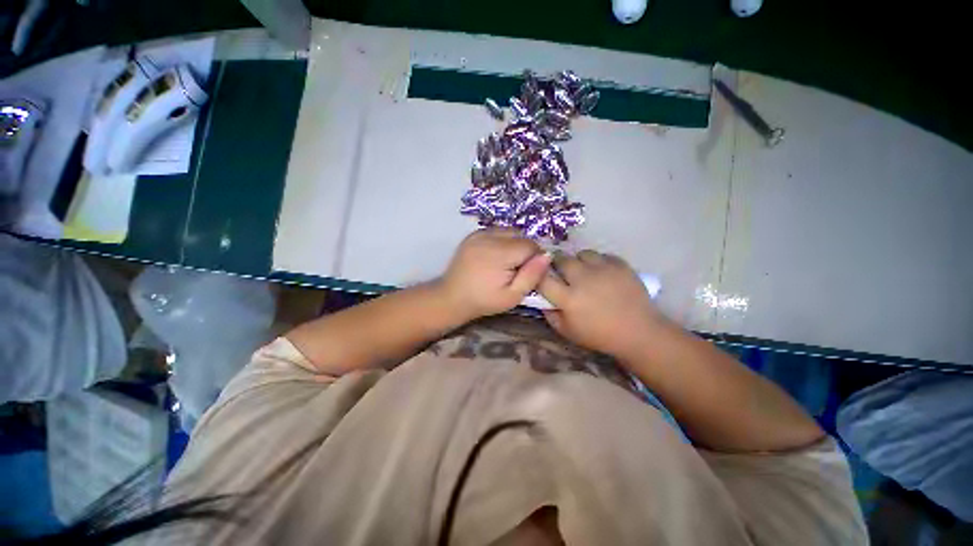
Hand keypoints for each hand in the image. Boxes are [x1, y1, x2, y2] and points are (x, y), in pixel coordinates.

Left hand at [440, 229, 550, 319]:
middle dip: (524, 250)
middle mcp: (489, 237)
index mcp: (499, 254)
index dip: (534, 259)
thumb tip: (547, 256)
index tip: (528, 272)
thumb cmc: (484, 300)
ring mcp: (479, 234)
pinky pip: (497, 231)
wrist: (452, 297)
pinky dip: (502, 240)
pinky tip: (496, 256)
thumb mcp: (512, 296)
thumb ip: (531, 276)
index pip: (530, 246)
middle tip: (516, 269)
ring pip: (509, 231)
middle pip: (520, 236)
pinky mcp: (473, 234)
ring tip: (506, 262)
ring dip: (514, 243)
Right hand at [538, 250, 667, 357]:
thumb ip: (550, 315)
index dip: (538, 276)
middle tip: (562, 271)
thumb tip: (542, 300)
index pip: (543, 279)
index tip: (540, 276)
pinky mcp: (620, 265)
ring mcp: (603, 269)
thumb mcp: (568, 332)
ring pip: (582, 253)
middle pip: (561, 259)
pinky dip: (599, 262)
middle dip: (558, 263)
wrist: (639, 332)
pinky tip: (602, 274)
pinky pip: (603, 255)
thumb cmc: (599, 335)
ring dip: (580, 261)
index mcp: (568, 298)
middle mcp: (583, 279)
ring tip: (585, 271)